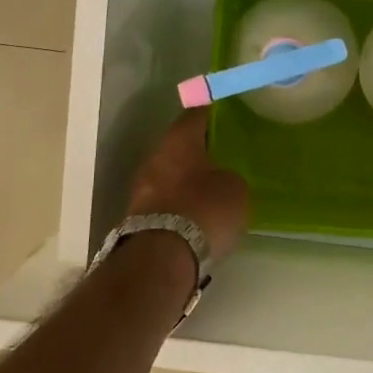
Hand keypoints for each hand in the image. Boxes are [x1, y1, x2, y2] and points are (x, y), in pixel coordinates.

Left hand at [127, 111, 250, 261]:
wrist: (162, 258)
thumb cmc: (204, 211)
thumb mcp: (236, 189)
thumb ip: (230, 176)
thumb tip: (222, 179)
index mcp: (179, 141)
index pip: (195, 115)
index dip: (211, 114)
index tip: (226, 116)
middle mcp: (154, 158)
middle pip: (178, 147)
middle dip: (197, 152)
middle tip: (221, 158)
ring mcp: (141, 189)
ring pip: (168, 175)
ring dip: (186, 181)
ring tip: (210, 191)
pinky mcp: (136, 218)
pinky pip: (163, 202)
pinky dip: (178, 205)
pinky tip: (196, 216)